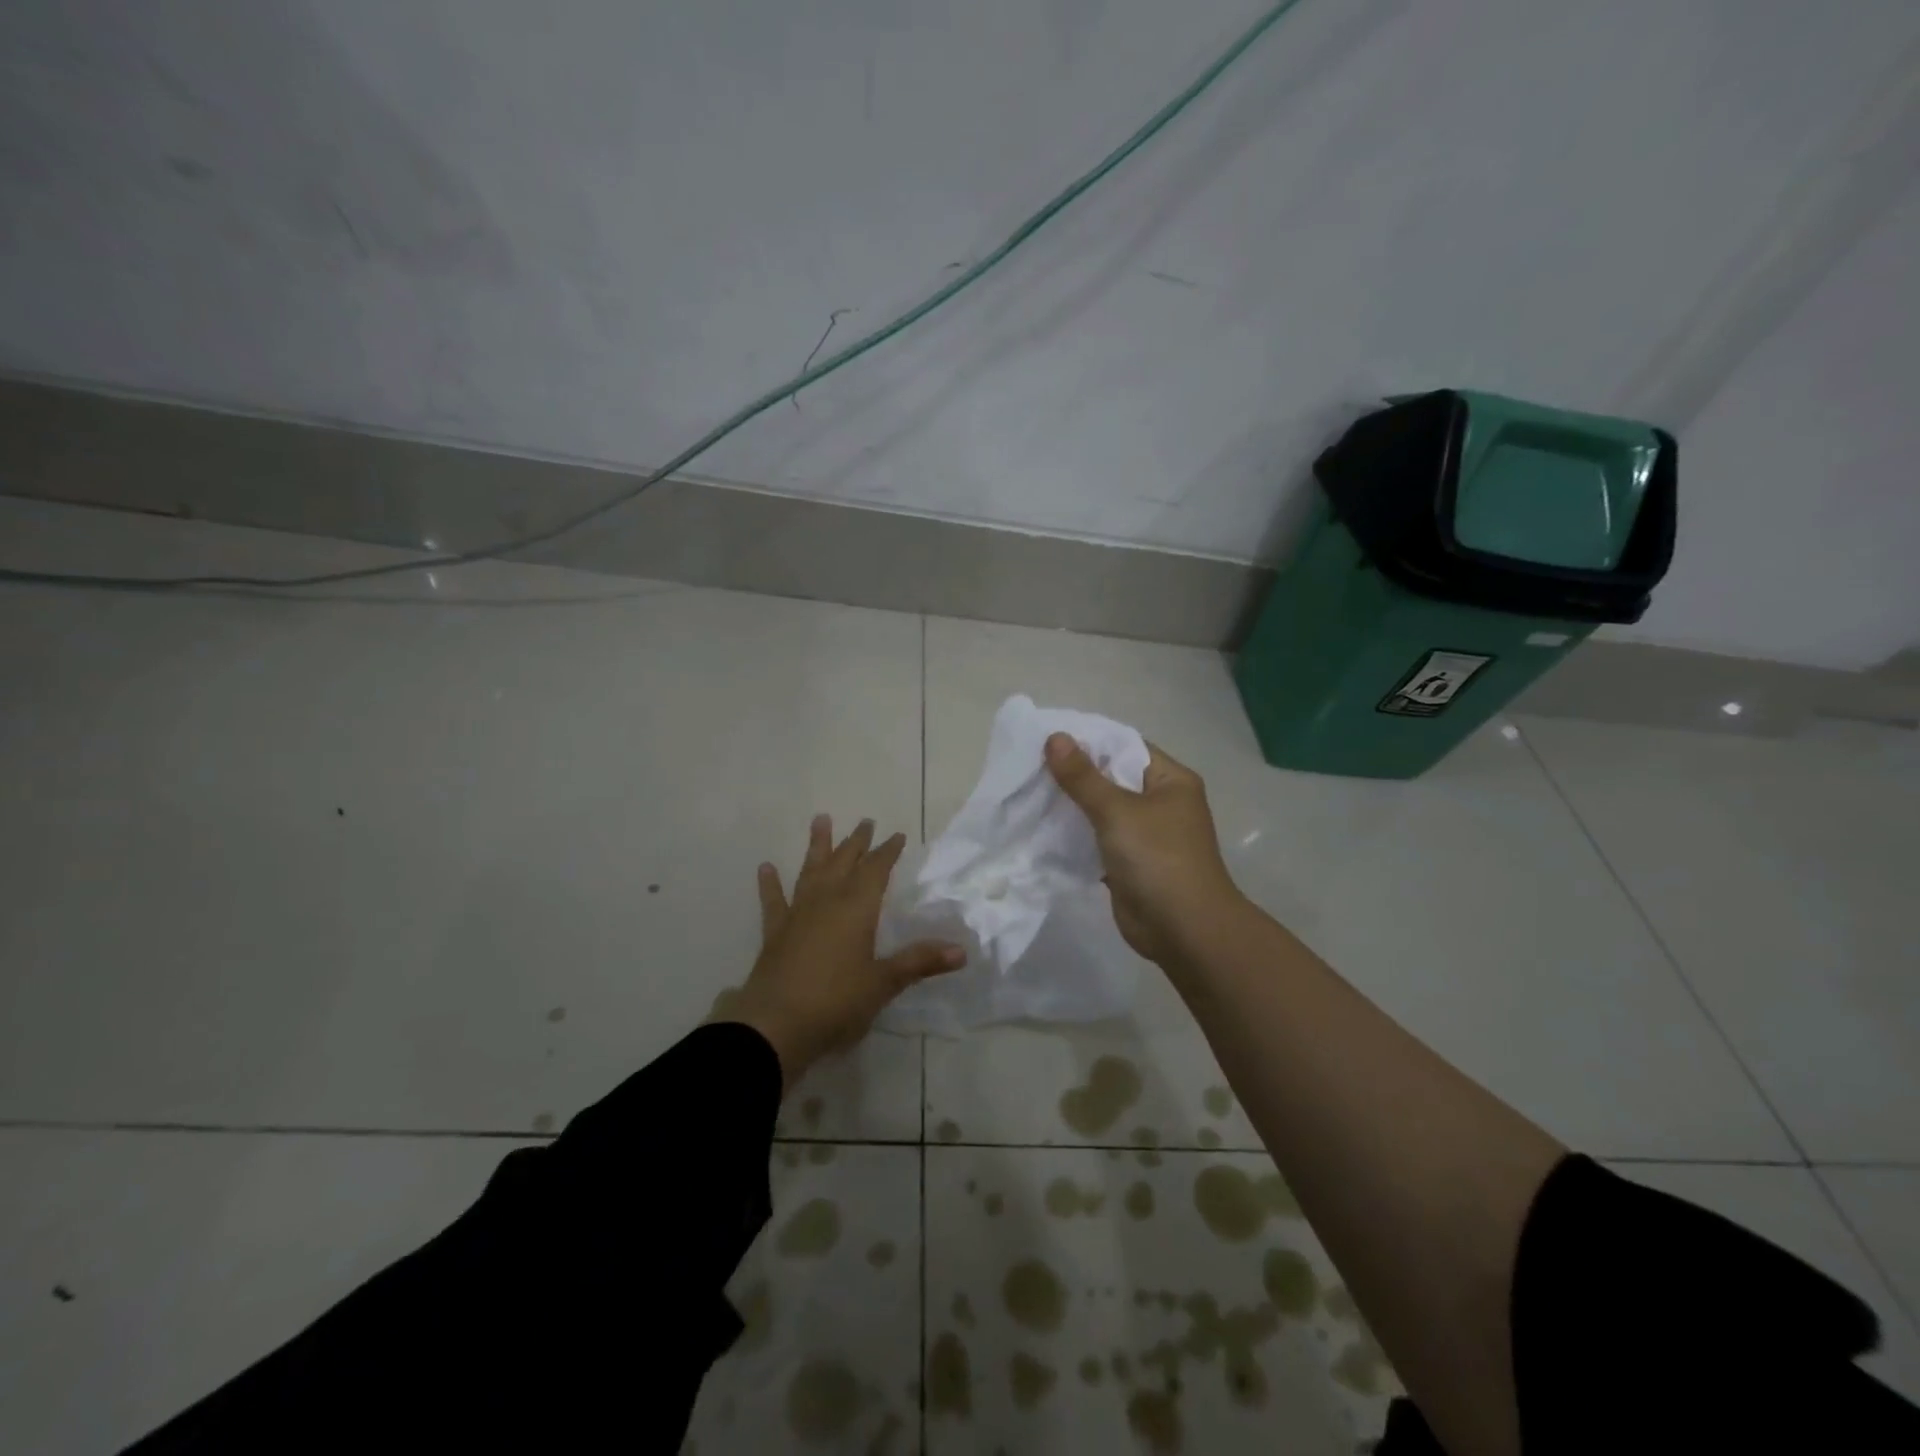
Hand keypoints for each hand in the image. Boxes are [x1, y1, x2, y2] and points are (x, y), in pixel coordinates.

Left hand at [724, 815, 963, 1088]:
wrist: (775, 1025)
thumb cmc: (836, 1002)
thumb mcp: (883, 983)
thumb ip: (919, 962)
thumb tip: (962, 951)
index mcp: (857, 908)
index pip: (876, 870)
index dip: (888, 852)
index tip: (897, 835)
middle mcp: (827, 901)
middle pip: (844, 862)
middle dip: (857, 842)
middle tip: (866, 821)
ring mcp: (798, 915)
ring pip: (810, 871)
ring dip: (817, 846)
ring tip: (820, 819)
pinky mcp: (775, 933)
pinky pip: (774, 901)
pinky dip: (770, 884)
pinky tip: (766, 868)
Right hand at [1044, 733, 1245, 966]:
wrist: (1184, 930)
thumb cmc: (1158, 858)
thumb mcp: (1117, 811)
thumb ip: (1083, 776)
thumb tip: (1055, 737)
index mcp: (1170, 780)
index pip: (1126, 746)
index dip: (1089, 741)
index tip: (1048, 739)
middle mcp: (1161, 803)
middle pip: (1112, 778)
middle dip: (1074, 775)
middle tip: (1030, 766)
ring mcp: (1146, 835)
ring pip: (1103, 811)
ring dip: (1072, 806)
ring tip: (1029, 793)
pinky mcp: (1130, 863)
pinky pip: (1098, 840)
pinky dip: (1075, 835)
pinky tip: (1041, 828)